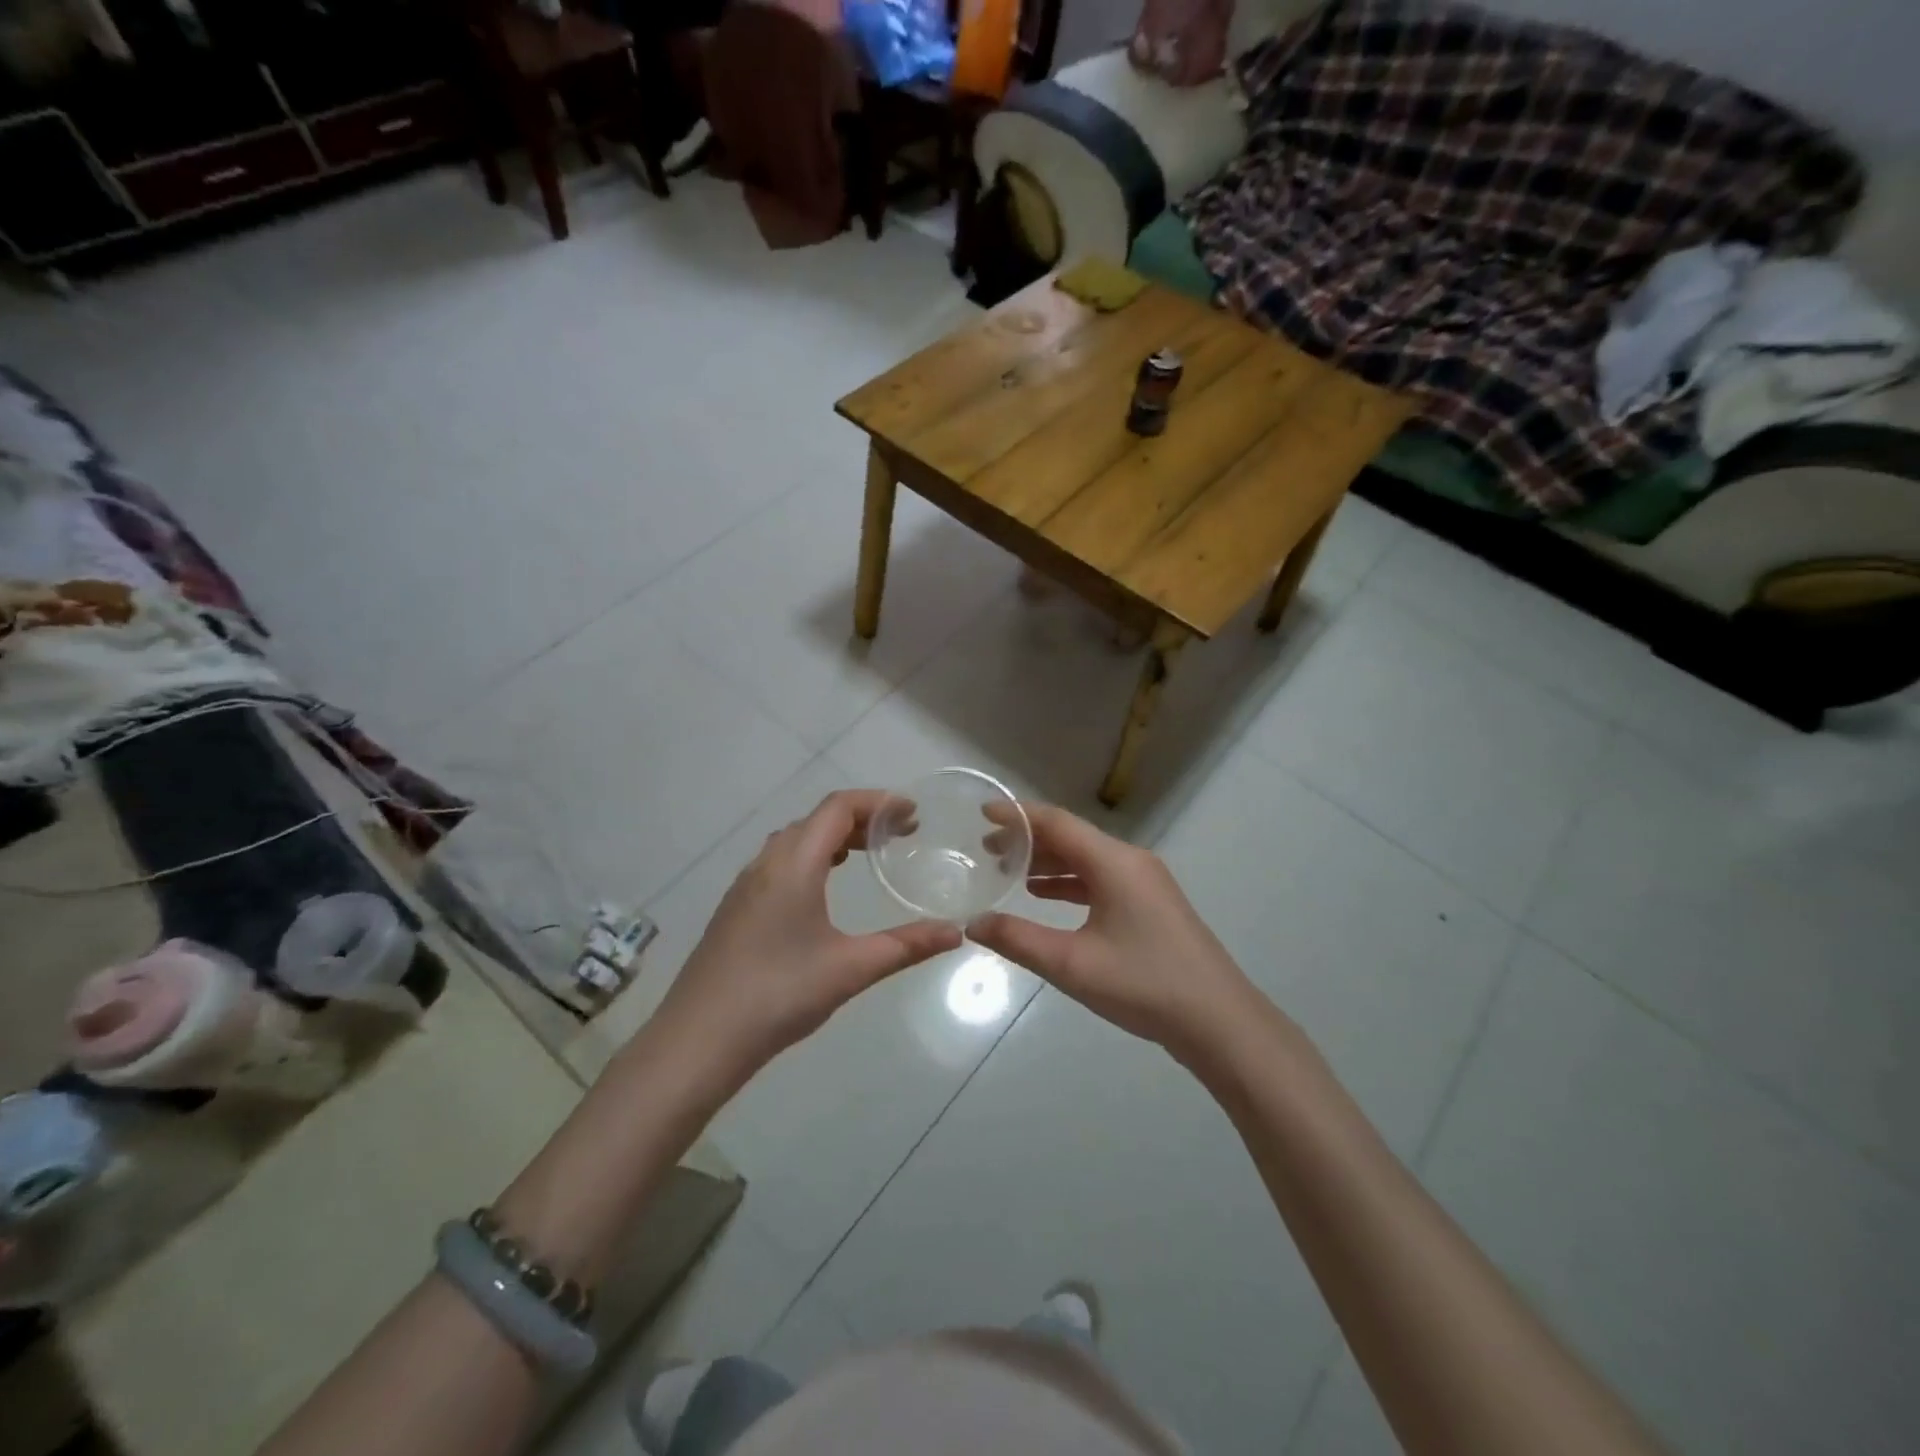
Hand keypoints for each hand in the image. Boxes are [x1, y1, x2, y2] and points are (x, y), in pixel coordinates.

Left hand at [656, 790, 962, 1076]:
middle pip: (816, 819)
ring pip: (794, 840)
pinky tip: (823, 888)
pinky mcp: (736, 908)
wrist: (698, 1040)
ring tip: (867, 854)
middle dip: (861, 818)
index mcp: (793, 864)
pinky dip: (811, 857)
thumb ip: (906, 945)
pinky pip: (779, 862)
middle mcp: (766, 863)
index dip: (878, 802)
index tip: (912, 814)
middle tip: (899, 836)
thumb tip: (956, 932)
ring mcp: (745, 886)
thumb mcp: (851, 969)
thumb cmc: (778, 995)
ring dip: (833, 836)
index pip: (837, 808)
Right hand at [968, 805, 1256, 1057]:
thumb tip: (973, 923)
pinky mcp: (1151, 905)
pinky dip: (1069, 882)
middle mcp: (1131, 861)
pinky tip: (1044, 897)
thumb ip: (1018, 939)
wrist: (1219, 1022)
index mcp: (1114, 862)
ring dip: (1048, 862)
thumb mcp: (1072, 964)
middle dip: (1028, 840)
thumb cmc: (1144, 984)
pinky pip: (1101, 879)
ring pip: (1087, 859)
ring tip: (1008, 872)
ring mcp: (1145, 883)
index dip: (1018, 815)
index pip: (1057, 823)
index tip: (983, 812)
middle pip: (1072, 837)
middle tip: (987, 849)